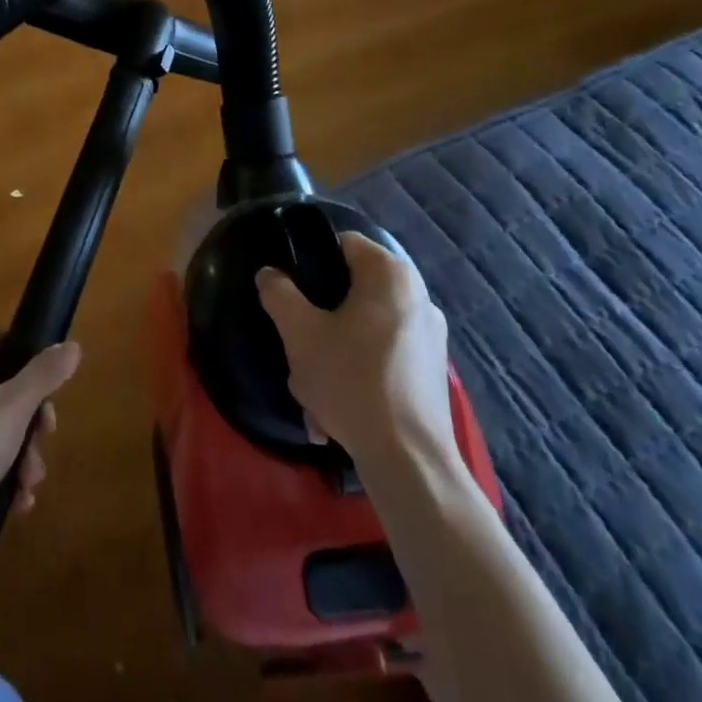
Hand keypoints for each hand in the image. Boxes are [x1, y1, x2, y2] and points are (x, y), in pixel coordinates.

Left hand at [0, 337, 81, 565]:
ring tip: (29, 485)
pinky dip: (1, 475)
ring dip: (22, 455)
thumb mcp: (14, 408)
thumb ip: (45, 374)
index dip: (30, 363)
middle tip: (44, 443)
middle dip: (31, 424)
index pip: (2, 343)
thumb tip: (72, 344)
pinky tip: (16, 501)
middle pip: (4, 390)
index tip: (50, 393)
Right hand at [257, 234, 458, 474]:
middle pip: (353, 290)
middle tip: (298, 341)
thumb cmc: (351, 381)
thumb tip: (270, 274)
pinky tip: (337, 411)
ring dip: (335, 351)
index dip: (310, 258)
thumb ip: (279, 295)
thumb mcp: (300, 334)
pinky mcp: (431, 371)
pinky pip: (382, 358)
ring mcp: (430, 336)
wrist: (408, 459)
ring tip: (313, 388)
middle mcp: (418, 297)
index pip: (343, 243)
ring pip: (365, 329)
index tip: (289, 288)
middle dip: (320, 316)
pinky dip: (358, 373)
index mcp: (390, 276)